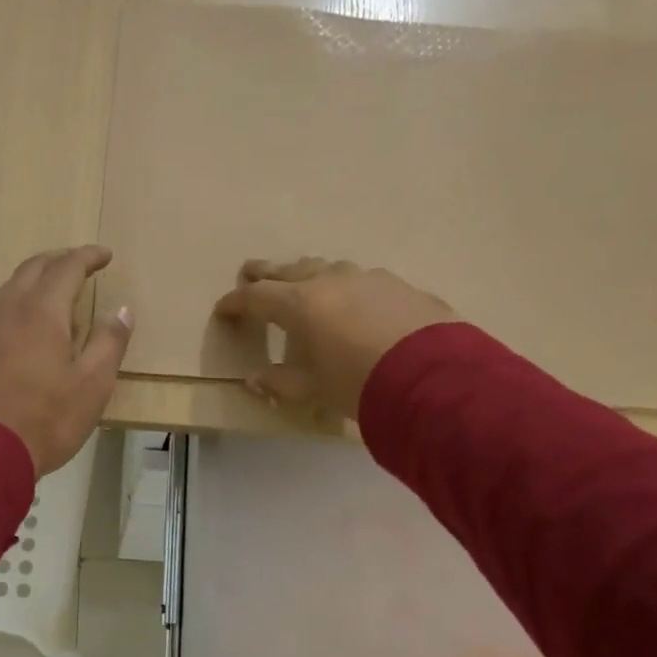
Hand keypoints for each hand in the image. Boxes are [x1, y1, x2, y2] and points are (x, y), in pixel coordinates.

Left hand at [0, 246, 132, 476]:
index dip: (88, 257)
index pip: (66, 268)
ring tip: (55, 288)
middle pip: (33, 269)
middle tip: (81, 263)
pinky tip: (27, 323)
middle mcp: (9, 312)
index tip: (105, 255)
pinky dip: (19, 301)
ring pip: (10, 287)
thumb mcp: (93, 385)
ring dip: (35, 278)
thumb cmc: (47, 419)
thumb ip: (109, 343)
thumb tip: (121, 310)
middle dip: (59, 260)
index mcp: (42, 313)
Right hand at [212, 258, 456, 419]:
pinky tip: (354, 299)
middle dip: (266, 272)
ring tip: (302, 279)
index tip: (222, 309)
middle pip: (289, 270)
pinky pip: (362, 280)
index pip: (257, 297)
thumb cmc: (359, 384)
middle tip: (250, 269)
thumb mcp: (313, 389)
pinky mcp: (400, 286)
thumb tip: (255, 379)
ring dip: (308, 272)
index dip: (236, 303)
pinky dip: (346, 286)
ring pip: (327, 268)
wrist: (434, 379)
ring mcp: (368, 279)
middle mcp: (330, 281)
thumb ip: (280, 382)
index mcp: (301, 304)